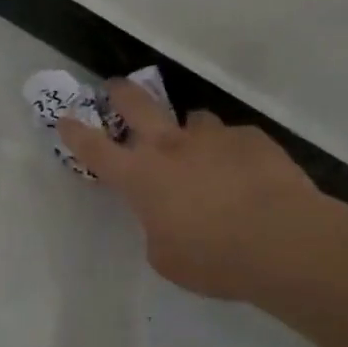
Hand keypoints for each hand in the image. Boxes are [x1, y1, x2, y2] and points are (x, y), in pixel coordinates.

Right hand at [59, 81, 339, 301]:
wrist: (282, 240)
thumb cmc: (214, 259)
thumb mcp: (168, 259)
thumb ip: (157, 231)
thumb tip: (165, 219)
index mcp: (141, 176)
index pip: (95, 149)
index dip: (76, 133)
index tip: (65, 118)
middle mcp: (170, 146)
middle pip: (136, 104)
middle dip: (121, 93)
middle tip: (116, 87)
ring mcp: (211, 137)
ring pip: (193, 119)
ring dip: (191, 132)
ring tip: (204, 151)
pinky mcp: (250, 138)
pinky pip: (235, 139)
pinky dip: (234, 154)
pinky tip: (250, 177)